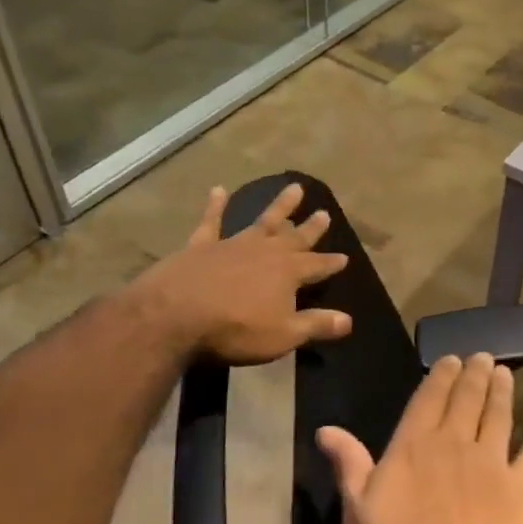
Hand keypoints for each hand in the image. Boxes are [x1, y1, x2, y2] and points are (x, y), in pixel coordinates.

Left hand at [132, 182, 352, 363]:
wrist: (175, 315)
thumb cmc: (235, 329)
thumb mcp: (283, 335)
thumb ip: (316, 325)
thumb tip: (348, 320)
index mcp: (289, 272)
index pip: (318, 266)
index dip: (331, 263)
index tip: (345, 258)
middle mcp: (266, 251)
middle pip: (295, 237)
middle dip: (311, 227)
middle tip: (325, 212)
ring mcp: (233, 244)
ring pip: (262, 221)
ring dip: (280, 206)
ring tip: (294, 188)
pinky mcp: (201, 245)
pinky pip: (212, 220)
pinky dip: (216, 205)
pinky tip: (218, 190)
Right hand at [317, 354, 522, 523]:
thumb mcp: (358, 516)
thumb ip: (349, 466)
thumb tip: (327, 428)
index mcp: (415, 446)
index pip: (429, 398)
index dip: (441, 375)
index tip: (452, 358)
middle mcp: (456, 443)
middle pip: (468, 399)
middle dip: (475, 374)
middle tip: (483, 356)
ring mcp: (493, 463)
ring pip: (499, 416)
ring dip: (503, 392)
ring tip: (505, 373)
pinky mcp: (522, 488)